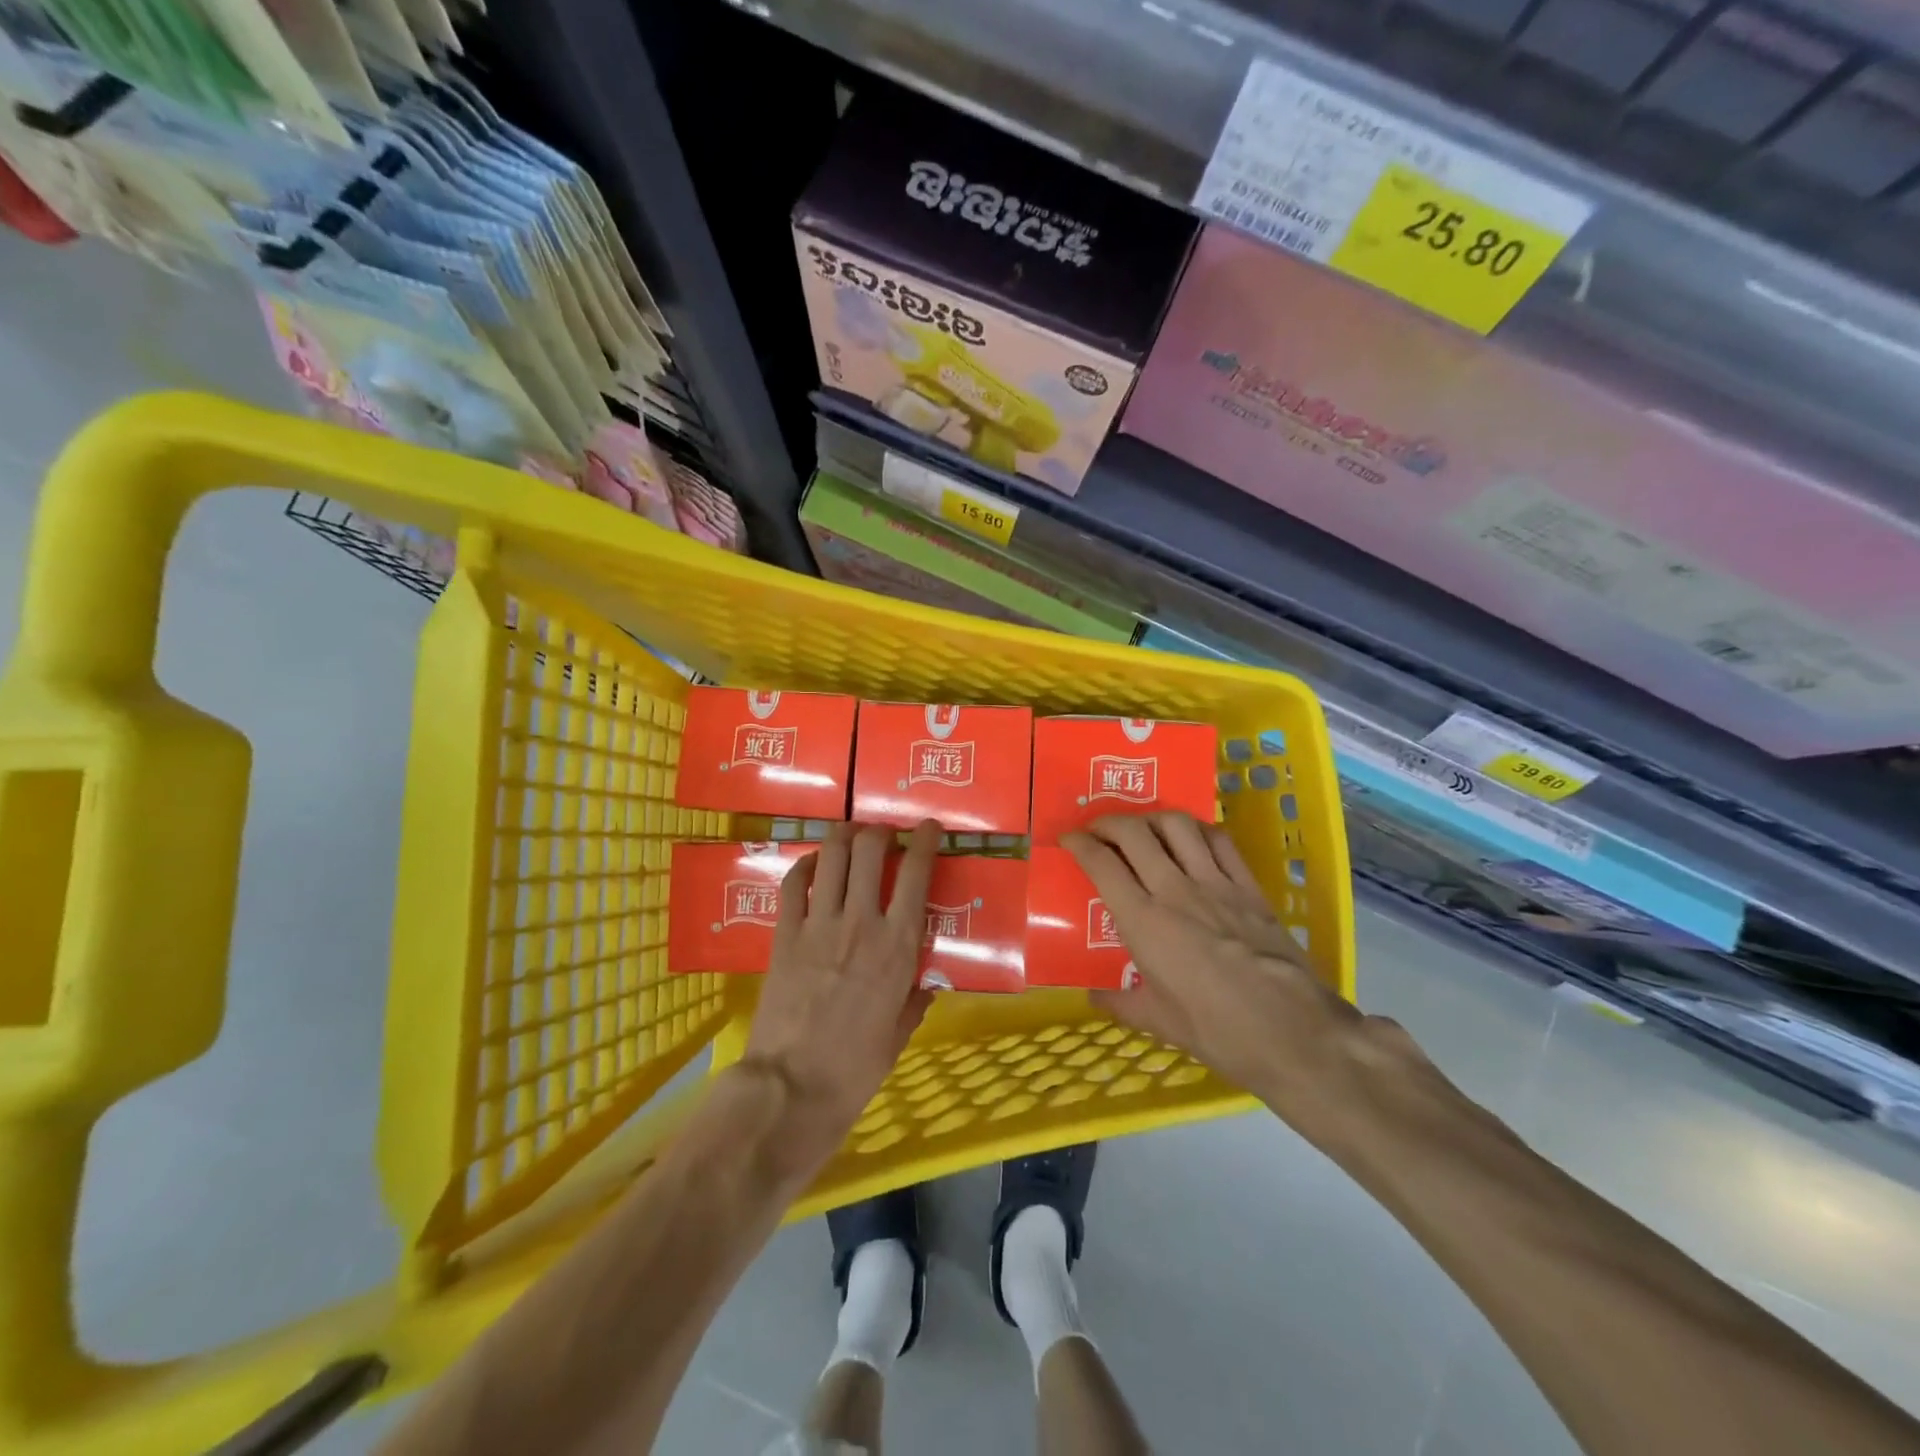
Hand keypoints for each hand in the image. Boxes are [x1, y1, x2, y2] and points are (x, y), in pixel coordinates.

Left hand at [741, 820, 939, 1176]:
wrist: (791, 1086)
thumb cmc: (855, 1068)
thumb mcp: (899, 1034)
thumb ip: (915, 1001)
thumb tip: (926, 984)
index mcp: (897, 945)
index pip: (916, 873)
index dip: (925, 841)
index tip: (930, 827)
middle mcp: (861, 922)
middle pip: (869, 849)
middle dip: (880, 831)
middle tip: (884, 835)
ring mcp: (819, 924)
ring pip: (831, 855)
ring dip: (844, 835)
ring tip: (851, 835)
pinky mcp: (784, 934)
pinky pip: (793, 883)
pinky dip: (805, 865)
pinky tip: (813, 865)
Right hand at [1064, 813, 1363, 1128]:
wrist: (1293, 1031)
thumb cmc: (1217, 1030)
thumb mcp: (1158, 1022)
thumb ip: (1120, 1003)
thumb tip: (1093, 995)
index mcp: (1144, 922)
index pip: (1102, 864)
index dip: (1079, 844)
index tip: (1068, 840)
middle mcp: (1175, 890)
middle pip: (1134, 832)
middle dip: (1108, 822)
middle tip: (1098, 830)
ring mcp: (1215, 884)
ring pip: (1177, 825)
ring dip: (1152, 818)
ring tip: (1142, 828)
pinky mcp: (1249, 887)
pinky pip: (1220, 840)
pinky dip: (1198, 829)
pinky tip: (1191, 838)